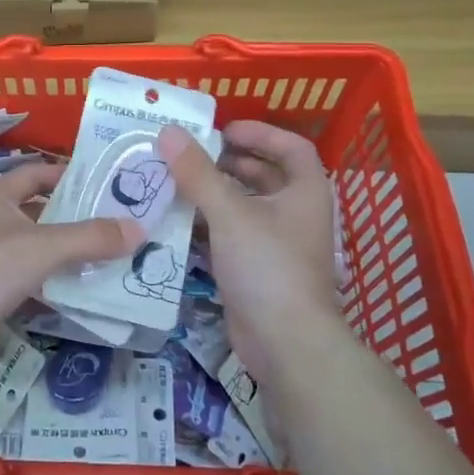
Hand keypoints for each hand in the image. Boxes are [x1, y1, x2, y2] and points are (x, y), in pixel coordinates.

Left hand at [0, 163, 140, 362]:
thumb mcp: (44, 248)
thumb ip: (90, 238)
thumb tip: (138, 229)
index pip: (35, 173)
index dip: (66, 175)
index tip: (101, 184)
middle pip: (34, 211)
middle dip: (69, 217)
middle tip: (109, 225)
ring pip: (27, 246)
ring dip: (58, 252)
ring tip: (98, 259)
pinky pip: (19, 278)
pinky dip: (43, 281)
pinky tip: (67, 292)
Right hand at [158, 121, 342, 389]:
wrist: (285, 344)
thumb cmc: (268, 266)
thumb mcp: (230, 213)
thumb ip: (198, 173)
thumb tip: (168, 132)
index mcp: (305, 192)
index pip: (291, 147)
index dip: (260, 133)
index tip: (223, 130)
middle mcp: (296, 214)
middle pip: (265, 176)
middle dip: (230, 162)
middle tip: (191, 155)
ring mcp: (278, 245)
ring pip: (246, 207)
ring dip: (215, 193)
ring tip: (177, 183)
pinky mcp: (258, 271)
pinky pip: (232, 236)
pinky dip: (209, 225)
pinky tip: (179, 221)